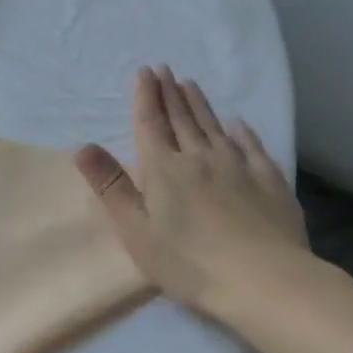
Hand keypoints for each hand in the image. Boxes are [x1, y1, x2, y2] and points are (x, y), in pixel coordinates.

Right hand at [75, 66, 310, 322]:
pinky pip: (252, 147)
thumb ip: (110, 186)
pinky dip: (242, 131)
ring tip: (190, 84)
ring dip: (199, 104)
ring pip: (213, 127)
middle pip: (181, 119)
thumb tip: (83, 146)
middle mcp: (199, 158)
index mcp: (164, 169)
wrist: (266, 282)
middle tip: (165, 69)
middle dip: (170, 93)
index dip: (146, 97)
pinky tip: (238, 123)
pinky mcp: (269, 182)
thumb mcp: (136, 230)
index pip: (150, 123)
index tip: (145, 72)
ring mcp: (238, 167)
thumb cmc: (190, 263)